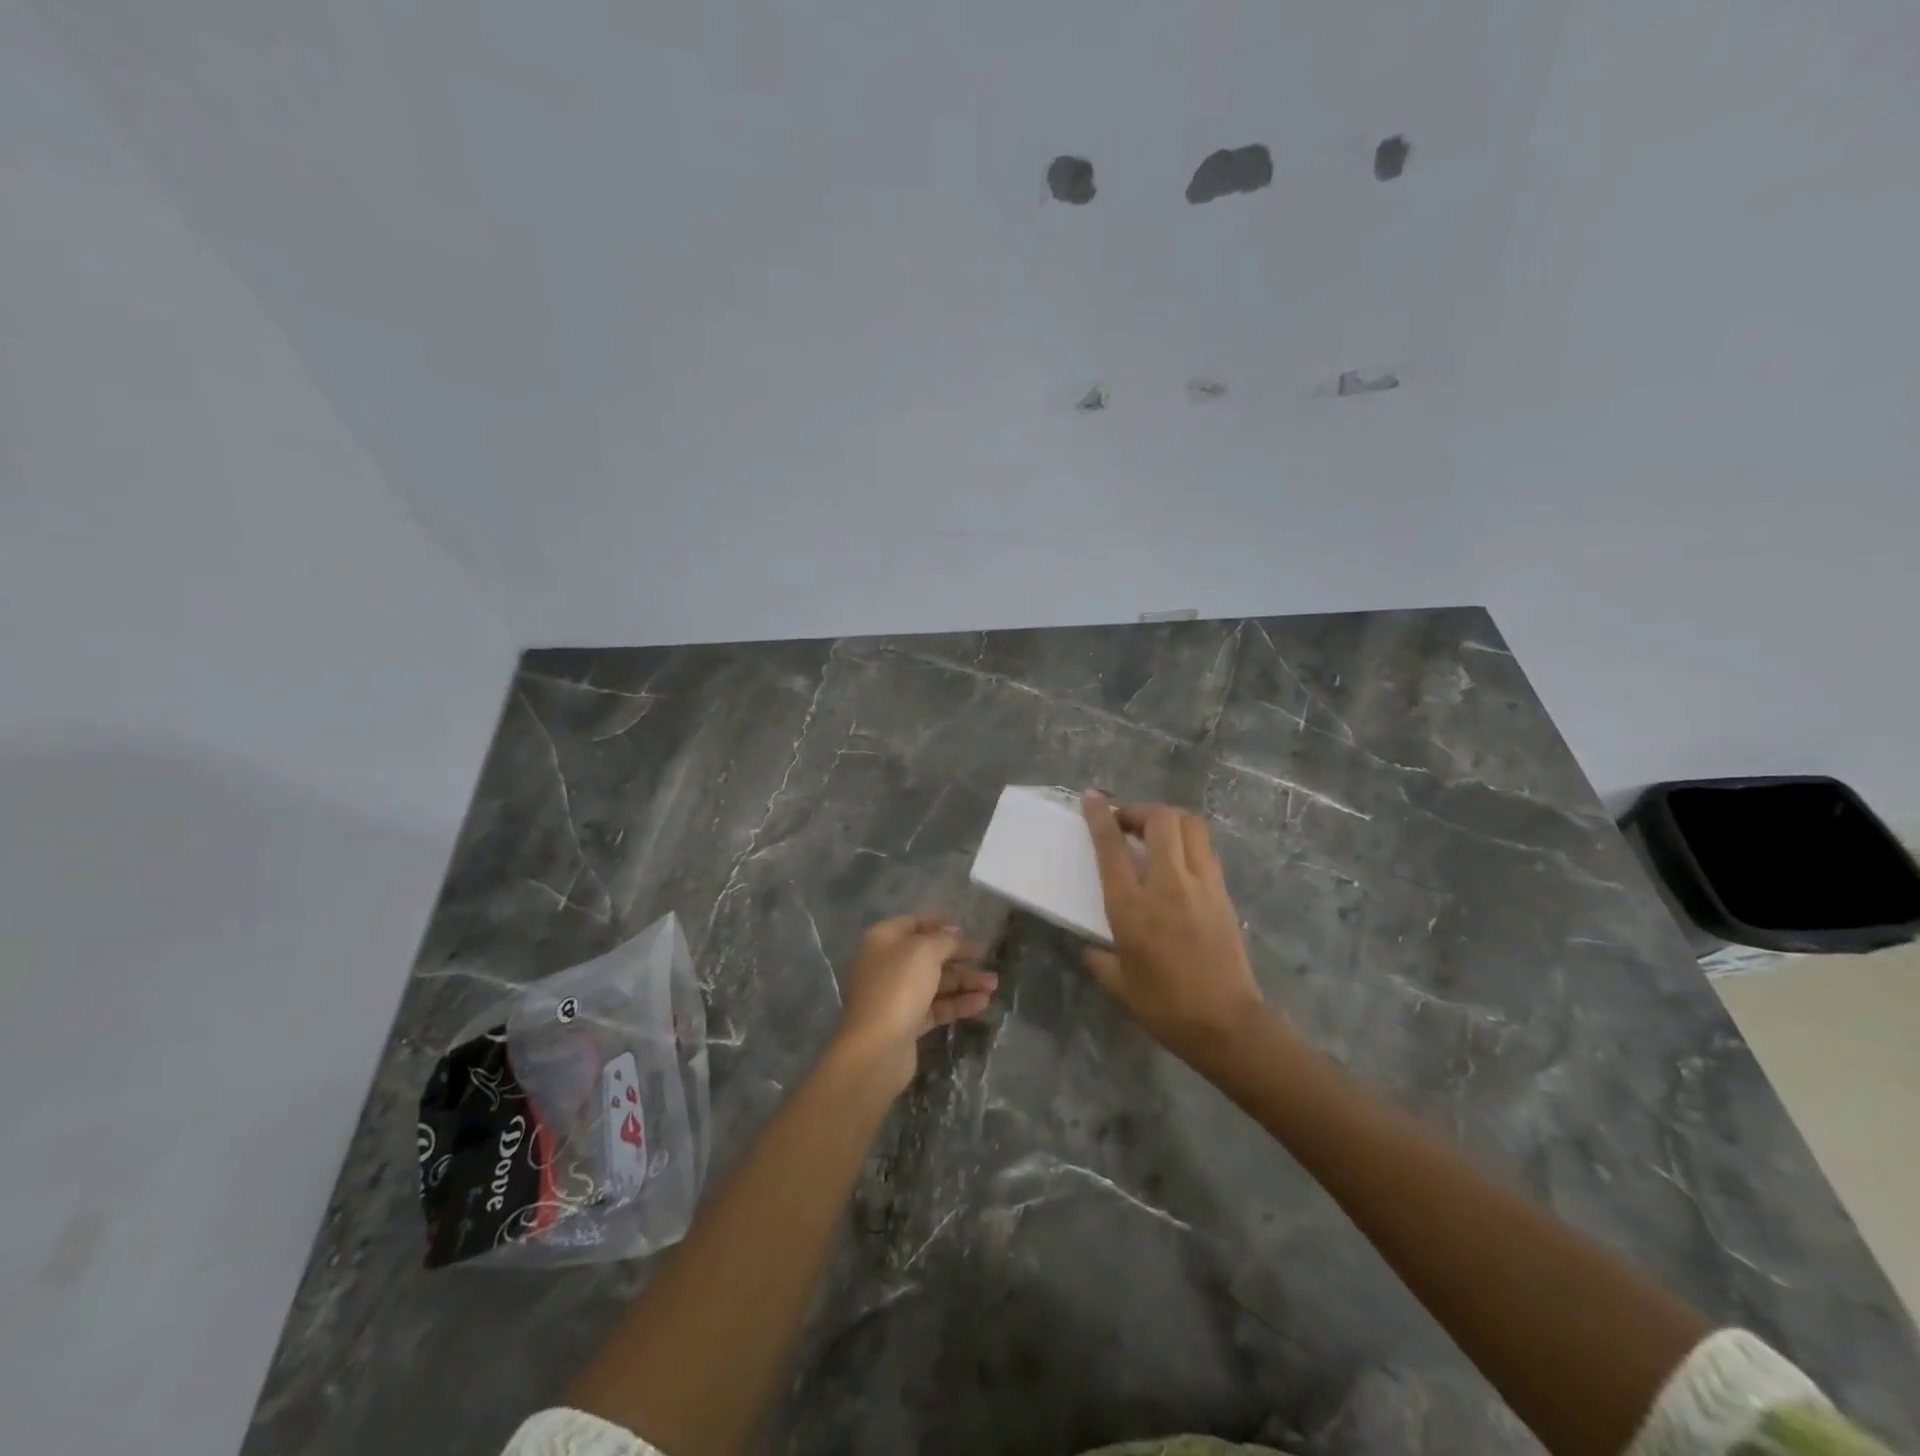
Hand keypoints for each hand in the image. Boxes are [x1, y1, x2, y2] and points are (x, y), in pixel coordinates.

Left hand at [832, 915, 997, 1095]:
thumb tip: (954, 933)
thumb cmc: (898, 987)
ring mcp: (896, 996)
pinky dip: (958, 1003)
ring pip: (935, 983)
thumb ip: (944, 939)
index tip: (966, 930)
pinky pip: (936, 1007)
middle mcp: (887, 965)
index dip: (939, 924)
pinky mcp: (907, 1023)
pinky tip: (982, 1003)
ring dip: (964, 981)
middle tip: (986, 956)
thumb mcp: (925, 951)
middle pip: (927, 955)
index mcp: (883, 940)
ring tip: (993, 984)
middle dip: (958, 956)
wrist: (876, 1048)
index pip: (913, 923)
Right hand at [1081, 792, 1265, 1062]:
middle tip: (1125, 823)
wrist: (1226, 1024)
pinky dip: (1187, 841)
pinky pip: (1205, 849)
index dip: (1099, 816)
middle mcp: (1167, 885)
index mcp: (1132, 907)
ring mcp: (1201, 885)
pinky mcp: (1223, 893)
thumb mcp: (1118, 984)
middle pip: (1160, 819)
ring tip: (1154, 834)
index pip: (1112, 846)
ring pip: (1190, 825)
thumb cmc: (1165, 1007)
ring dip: (1168, 819)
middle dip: (1139, 810)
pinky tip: (1177, 861)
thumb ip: (1099, 957)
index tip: (1091, 798)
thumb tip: (1090, 946)